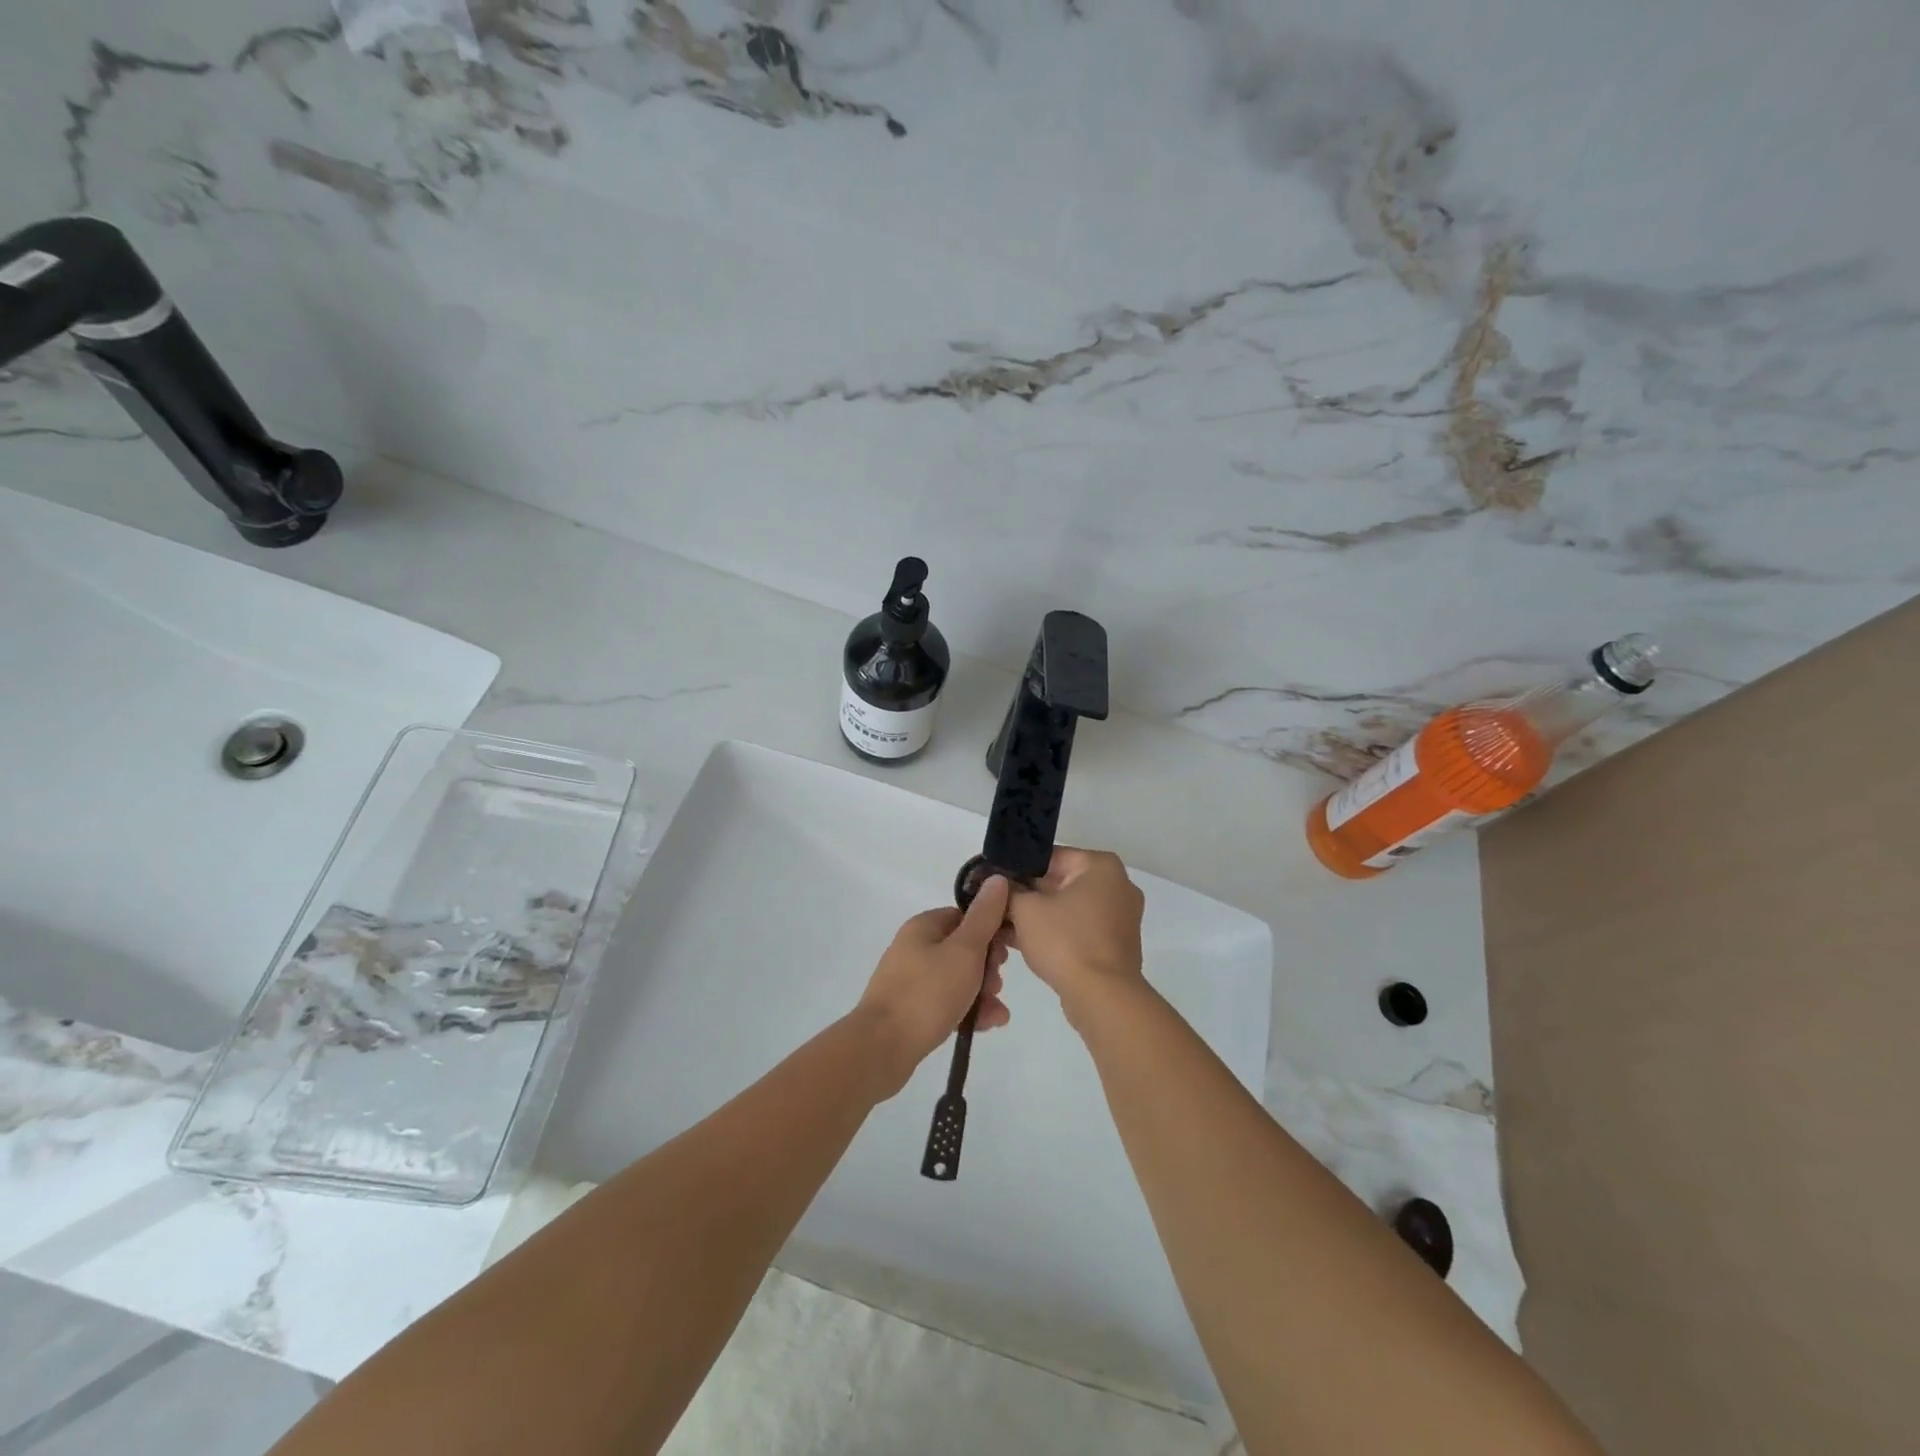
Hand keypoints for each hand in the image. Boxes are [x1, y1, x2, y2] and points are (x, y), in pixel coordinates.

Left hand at [857, 876, 1011, 1096]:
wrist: (882, 1048)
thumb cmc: (927, 993)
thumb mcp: (965, 951)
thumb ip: (984, 917)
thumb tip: (997, 879)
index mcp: (924, 926)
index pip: (966, 917)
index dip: (991, 931)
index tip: (1007, 952)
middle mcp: (915, 948)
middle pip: (964, 949)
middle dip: (988, 968)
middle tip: (997, 984)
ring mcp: (911, 980)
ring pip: (958, 979)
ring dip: (982, 992)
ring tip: (996, 1013)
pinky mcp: (911, 1010)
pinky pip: (947, 1002)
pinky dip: (968, 1010)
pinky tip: (986, 1026)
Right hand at [1005, 847, 1145, 1025]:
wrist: (1102, 997)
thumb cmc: (1065, 941)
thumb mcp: (1025, 910)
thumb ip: (1009, 891)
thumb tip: (998, 883)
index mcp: (1101, 866)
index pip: (1049, 857)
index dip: (1016, 868)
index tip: (993, 881)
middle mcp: (1117, 885)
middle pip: (1059, 882)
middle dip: (1026, 895)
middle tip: (995, 905)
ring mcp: (1120, 916)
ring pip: (1068, 908)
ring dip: (1037, 916)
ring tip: (1002, 926)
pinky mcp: (1115, 944)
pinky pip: (1078, 929)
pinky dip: (1054, 933)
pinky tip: (1022, 942)